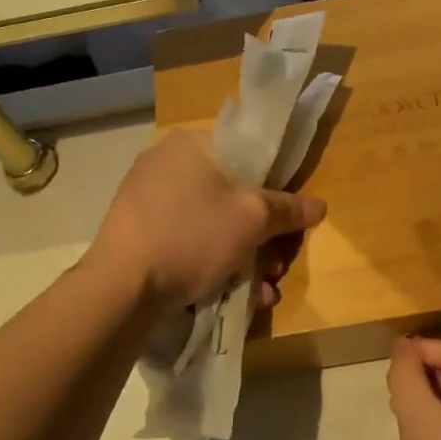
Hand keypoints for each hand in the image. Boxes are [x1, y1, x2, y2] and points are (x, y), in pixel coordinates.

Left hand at [91, 130, 325, 306]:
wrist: (121, 288)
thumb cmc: (191, 235)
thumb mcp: (252, 219)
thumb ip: (288, 209)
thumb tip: (319, 205)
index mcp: (190, 144)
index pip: (245, 153)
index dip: (275, 184)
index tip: (287, 216)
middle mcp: (165, 164)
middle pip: (230, 194)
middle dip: (261, 234)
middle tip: (276, 264)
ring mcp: (146, 200)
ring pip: (210, 223)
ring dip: (243, 256)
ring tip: (262, 290)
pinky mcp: (137, 234)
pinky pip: (186, 241)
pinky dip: (211, 263)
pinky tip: (232, 296)